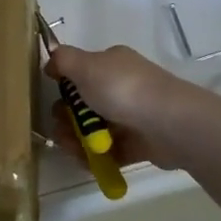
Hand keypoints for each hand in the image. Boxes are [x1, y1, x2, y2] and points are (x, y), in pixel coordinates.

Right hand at [45, 44, 203, 171]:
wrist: (169, 124)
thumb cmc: (124, 90)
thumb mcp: (86, 65)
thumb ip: (64, 60)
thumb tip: (51, 61)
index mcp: (111, 64)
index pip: (81, 73)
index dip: (64, 87)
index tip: (54, 99)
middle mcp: (122, 87)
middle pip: (83, 105)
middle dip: (66, 119)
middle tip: (61, 131)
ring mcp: (131, 116)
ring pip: (94, 130)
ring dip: (76, 141)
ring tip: (74, 150)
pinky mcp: (138, 143)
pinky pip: (109, 151)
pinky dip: (95, 157)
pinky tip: (88, 161)